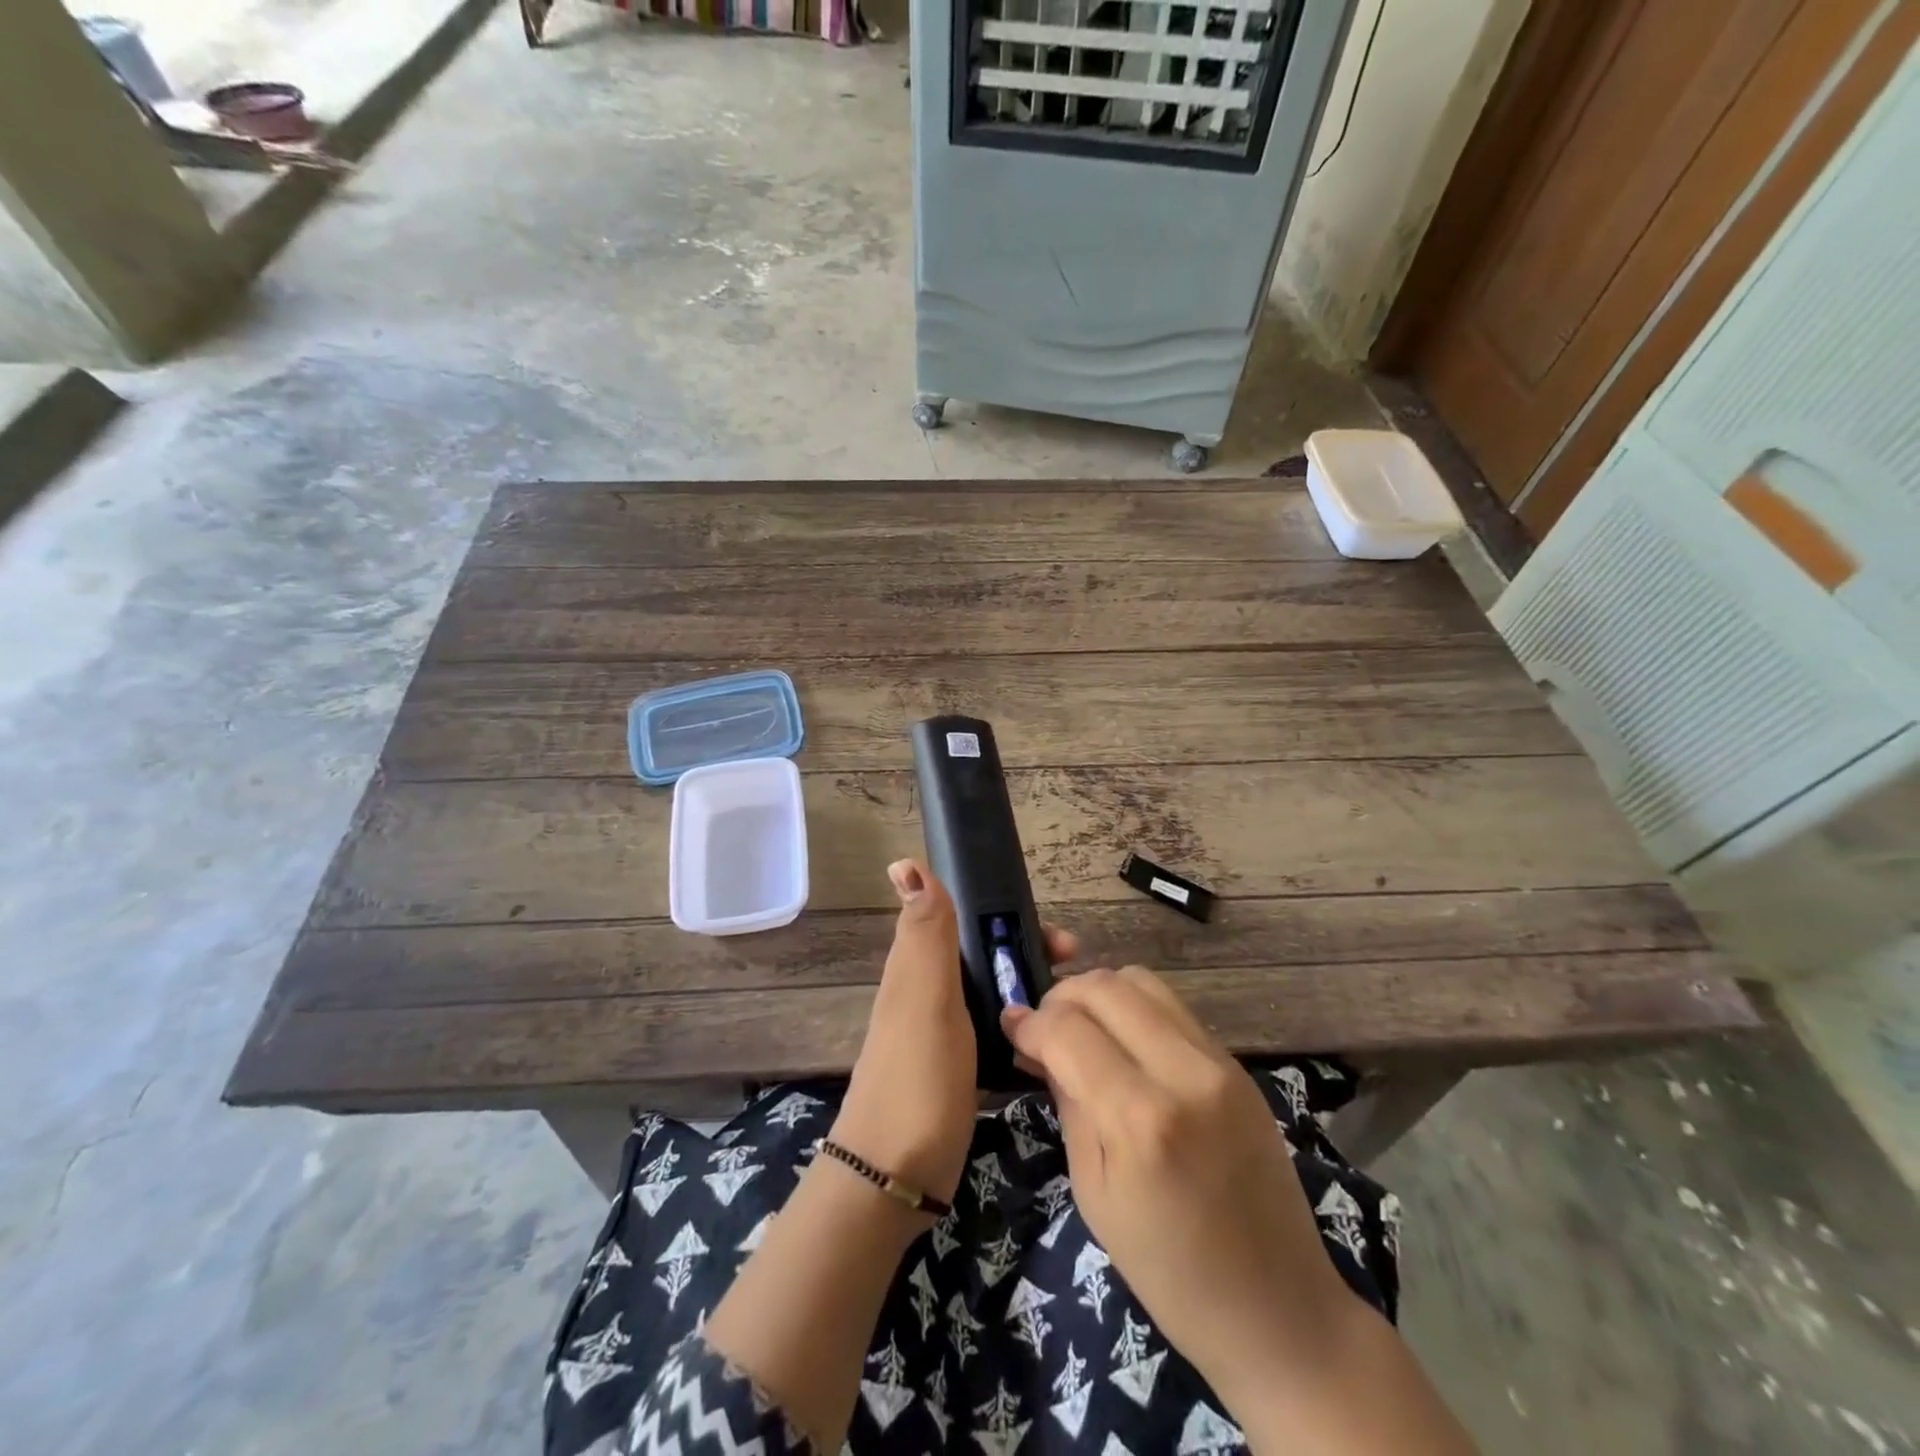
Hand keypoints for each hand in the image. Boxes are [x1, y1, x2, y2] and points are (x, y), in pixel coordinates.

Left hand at [831, 860, 1076, 1206]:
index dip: (1011, 917)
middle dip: (1031, 953)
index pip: (968, 919)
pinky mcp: (957, 1066)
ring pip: (993, 990)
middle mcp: (929, 990)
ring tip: (1074, 1006)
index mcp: (919, 966)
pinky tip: (1051, 1040)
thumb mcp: (925, 998)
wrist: (894, 1177)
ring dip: (1031, 987)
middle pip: (986, 953)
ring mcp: (942, 1030)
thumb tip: (904, 862)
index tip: (1060, 939)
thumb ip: (925, 933)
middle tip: (1077, 971)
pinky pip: (996, 1028)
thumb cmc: (917, 1079)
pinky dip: (1023, 1024)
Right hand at [1000, 967, 1350, 1398]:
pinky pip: (1173, 1006)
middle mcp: (1183, 1072)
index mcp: (1140, 1119)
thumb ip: (1068, 1102)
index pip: (1067, 1030)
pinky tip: (1122, 1040)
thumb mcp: (1095, 1193)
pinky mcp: (1237, 1064)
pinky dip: (1135, 1007)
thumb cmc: (1170, 1271)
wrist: (1280, 1308)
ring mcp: (1218, 1062)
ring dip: (1099, 993)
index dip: (1029, 1022)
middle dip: (1061, 997)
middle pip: (1105, 987)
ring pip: (1142, 980)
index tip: (1010, 1028)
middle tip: (1043, 1027)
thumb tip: (1037, 1043)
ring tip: (1081, 1026)